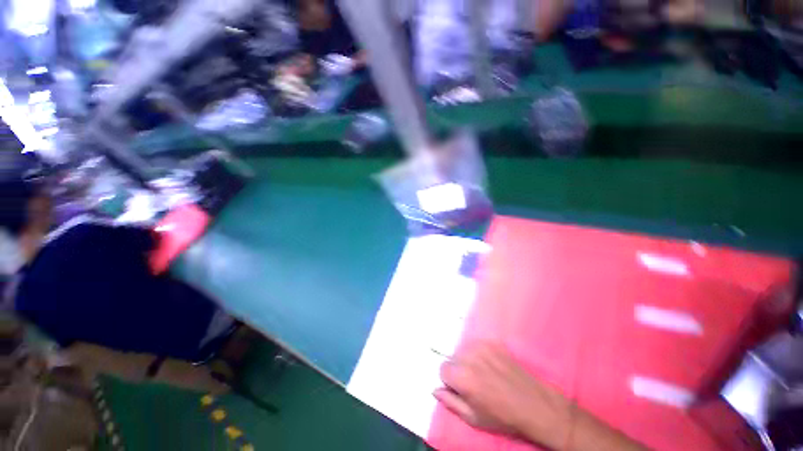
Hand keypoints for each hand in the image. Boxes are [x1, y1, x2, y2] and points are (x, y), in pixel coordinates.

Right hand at [435, 344, 572, 448]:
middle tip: (474, 383)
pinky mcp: (492, 342)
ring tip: (483, 374)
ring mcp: (482, 346)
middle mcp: (469, 356)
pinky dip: (478, 354)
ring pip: (463, 350)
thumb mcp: (473, 418)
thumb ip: (450, 402)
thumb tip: (435, 389)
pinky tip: (491, 366)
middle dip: (458, 369)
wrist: (534, 405)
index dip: (450, 381)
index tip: (461, 389)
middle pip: (452, 358)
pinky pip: (476, 345)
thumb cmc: (502, 417)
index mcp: (462, 376)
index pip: (442, 369)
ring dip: (467, 360)